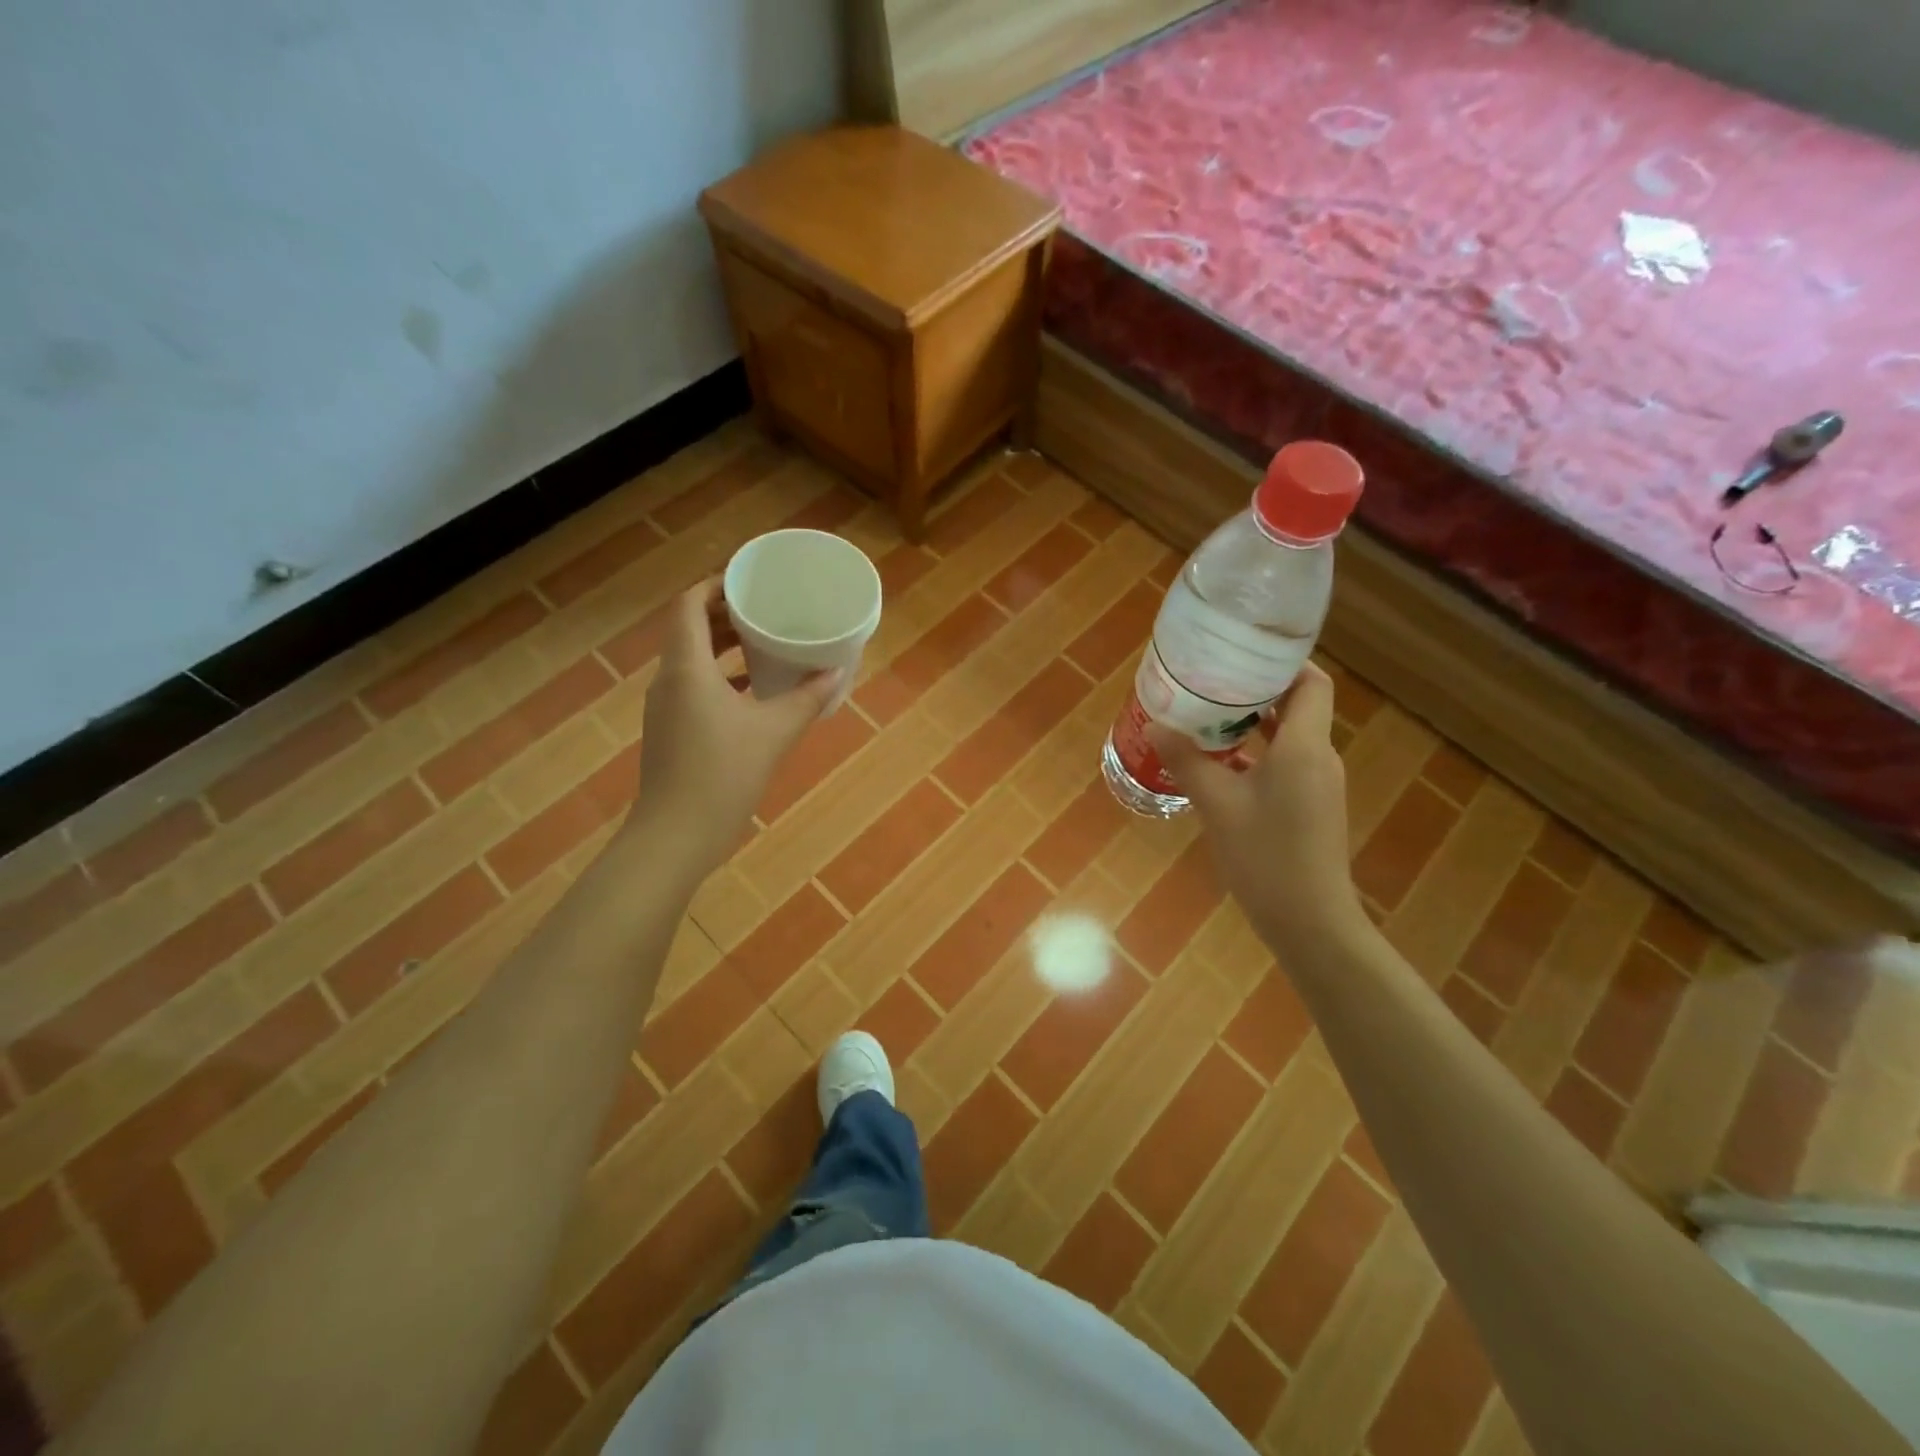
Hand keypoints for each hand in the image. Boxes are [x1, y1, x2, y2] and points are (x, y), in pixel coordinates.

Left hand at [630, 579, 839, 876]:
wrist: (675, 836)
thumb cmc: (722, 775)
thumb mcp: (774, 732)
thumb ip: (807, 698)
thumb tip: (838, 670)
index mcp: (687, 668)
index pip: (688, 605)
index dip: (715, 585)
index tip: (749, 582)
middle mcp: (669, 679)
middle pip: (689, 629)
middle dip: (724, 614)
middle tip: (764, 608)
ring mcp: (666, 707)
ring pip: (691, 660)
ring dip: (723, 646)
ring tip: (764, 643)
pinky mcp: (670, 731)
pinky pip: (694, 686)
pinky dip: (720, 676)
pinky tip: (754, 691)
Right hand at [1149, 663, 1363, 956]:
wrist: (1310, 922)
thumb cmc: (1265, 856)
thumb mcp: (1217, 805)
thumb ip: (1187, 761)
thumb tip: (1157, 725)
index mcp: (1304, 747)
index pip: (1311, 683)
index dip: (1283, 663)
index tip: (1243, 653)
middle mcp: (1319, 758)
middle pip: (1298, 706)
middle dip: (1256, 691)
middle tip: (1210, 681)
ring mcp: (1317, 785)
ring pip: (1289, 738)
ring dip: (1253, 725)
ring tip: (1206, 717)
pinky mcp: (1310, 807)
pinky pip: (1285, 765)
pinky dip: (1256, 755)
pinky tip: (1219, 764)